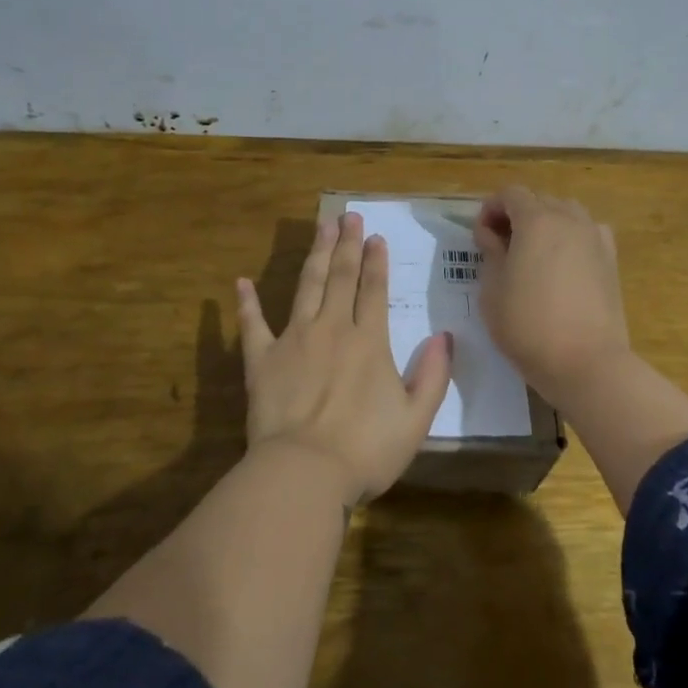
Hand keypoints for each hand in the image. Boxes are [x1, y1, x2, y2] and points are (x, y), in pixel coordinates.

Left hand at [236, 212, 453, 504]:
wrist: (304, 472)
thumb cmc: (366, 451)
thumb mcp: (416, 420)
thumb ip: (433, 376)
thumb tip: (445, 338)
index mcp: (369, 341)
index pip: (374, 290)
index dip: (375, 261)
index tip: (374, 236)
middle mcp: (332, 329)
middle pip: (340, 277)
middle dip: (346, 245)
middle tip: (348, 216)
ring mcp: (294, 340)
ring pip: (306, 287)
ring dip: (314, 255)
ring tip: (320, 228)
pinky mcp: (262, 360)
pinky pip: (253, 325)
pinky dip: (246, 304)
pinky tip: (242, 282)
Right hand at [474, 186, 630, 398]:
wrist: (586, 362)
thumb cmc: (528, 326)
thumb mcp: (492, 290)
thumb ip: (490, 252)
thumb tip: (493, 234)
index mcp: (537, 220)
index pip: (510, 194)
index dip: (490, 209)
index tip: (480, 237)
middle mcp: (569, 219)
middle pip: (539, 200)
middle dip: (517, 215)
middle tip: (501, 247)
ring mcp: (595, 237)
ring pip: (566, 213)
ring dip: (545, 224)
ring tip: (532, 255)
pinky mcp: (611, 259)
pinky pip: (586, 233)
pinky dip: (570, 238)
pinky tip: (562, 265)